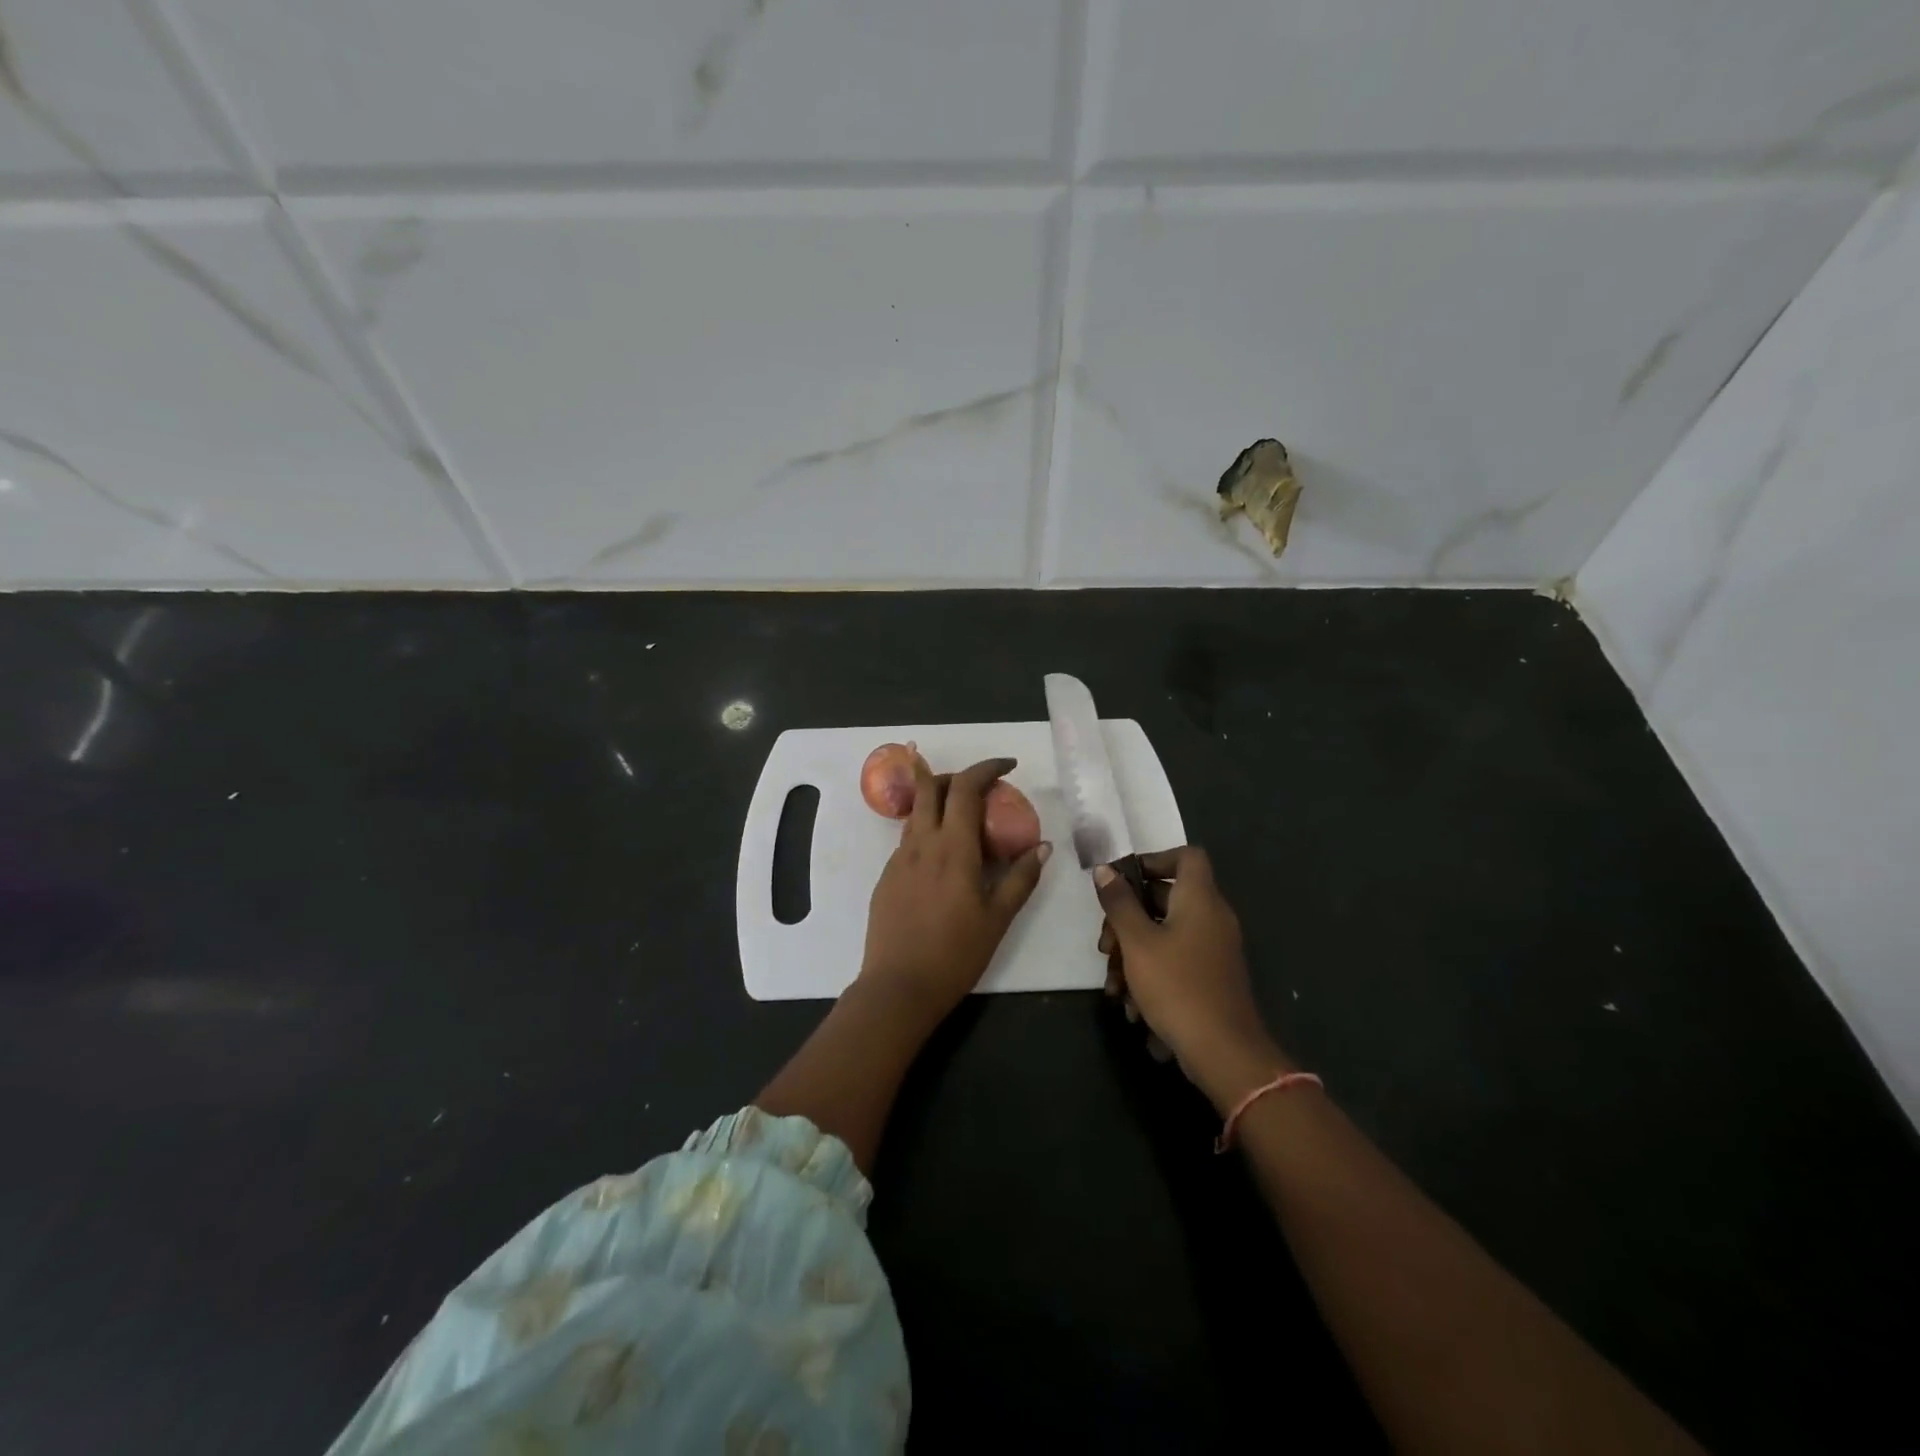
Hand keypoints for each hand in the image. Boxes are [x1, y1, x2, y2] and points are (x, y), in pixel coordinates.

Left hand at [859, 756, 1050, 1024]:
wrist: (898, 987)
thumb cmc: (955, 954)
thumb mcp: (998, 918)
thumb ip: (1021, 878)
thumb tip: (1042, 847)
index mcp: (952, 848)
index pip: (965, 788)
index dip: (987, 768)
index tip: (1008, 766)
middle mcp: (921, 843)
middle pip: (931, 787)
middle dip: (957, 775)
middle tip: (982, 789)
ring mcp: (899, 859)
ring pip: (917, 812)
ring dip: (940, 801)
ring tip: (966, 822)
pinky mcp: (886, 876)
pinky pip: (909, 838)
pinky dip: (929, 830)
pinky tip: (945, 859)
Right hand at [1094, 846, 1291, 1112]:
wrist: (1224, 1053)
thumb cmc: (1177, 986)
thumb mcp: (1137, 942)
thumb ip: (1119, 903)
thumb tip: (1105, 870)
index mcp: (1199, 899)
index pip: (1186, 856)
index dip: (1154, 859)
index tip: (1123, 882)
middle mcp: (1211, 917)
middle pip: (1166, 899)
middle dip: (1127, 920)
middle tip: (1105, 946)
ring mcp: (1213, 949)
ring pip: (1165, 935)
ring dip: (1133, 955)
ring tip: (1114, 987)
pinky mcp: (1210, 978)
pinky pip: (1176, 960)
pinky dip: (1151, 975)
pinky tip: (1133, 1007)